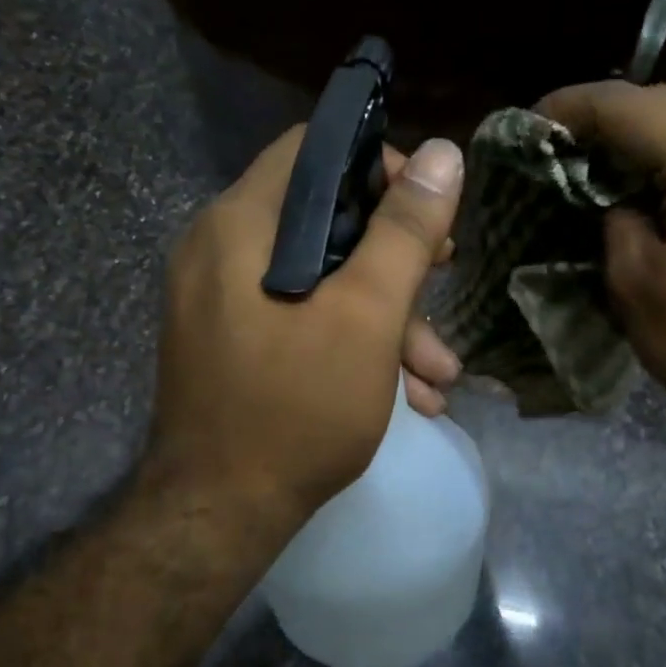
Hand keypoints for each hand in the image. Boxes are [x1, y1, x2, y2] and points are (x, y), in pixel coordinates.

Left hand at [144, 128, 465, 530]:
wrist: (221, 515)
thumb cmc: (297, 407)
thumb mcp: (367, 315)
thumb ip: (405, 231)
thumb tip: (444, 153)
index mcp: (241, 225)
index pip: (315, 151)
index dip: (381, 166)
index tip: (427, 212)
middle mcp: (222, 250)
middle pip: (326, 221)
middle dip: (397, 261)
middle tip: (445, 281)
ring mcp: (223, 301)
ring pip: (321, 280)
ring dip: (387, 319)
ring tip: (439, 375)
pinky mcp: (234, 343)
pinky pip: (300, 319)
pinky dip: (351, 344)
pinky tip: (407, 394)